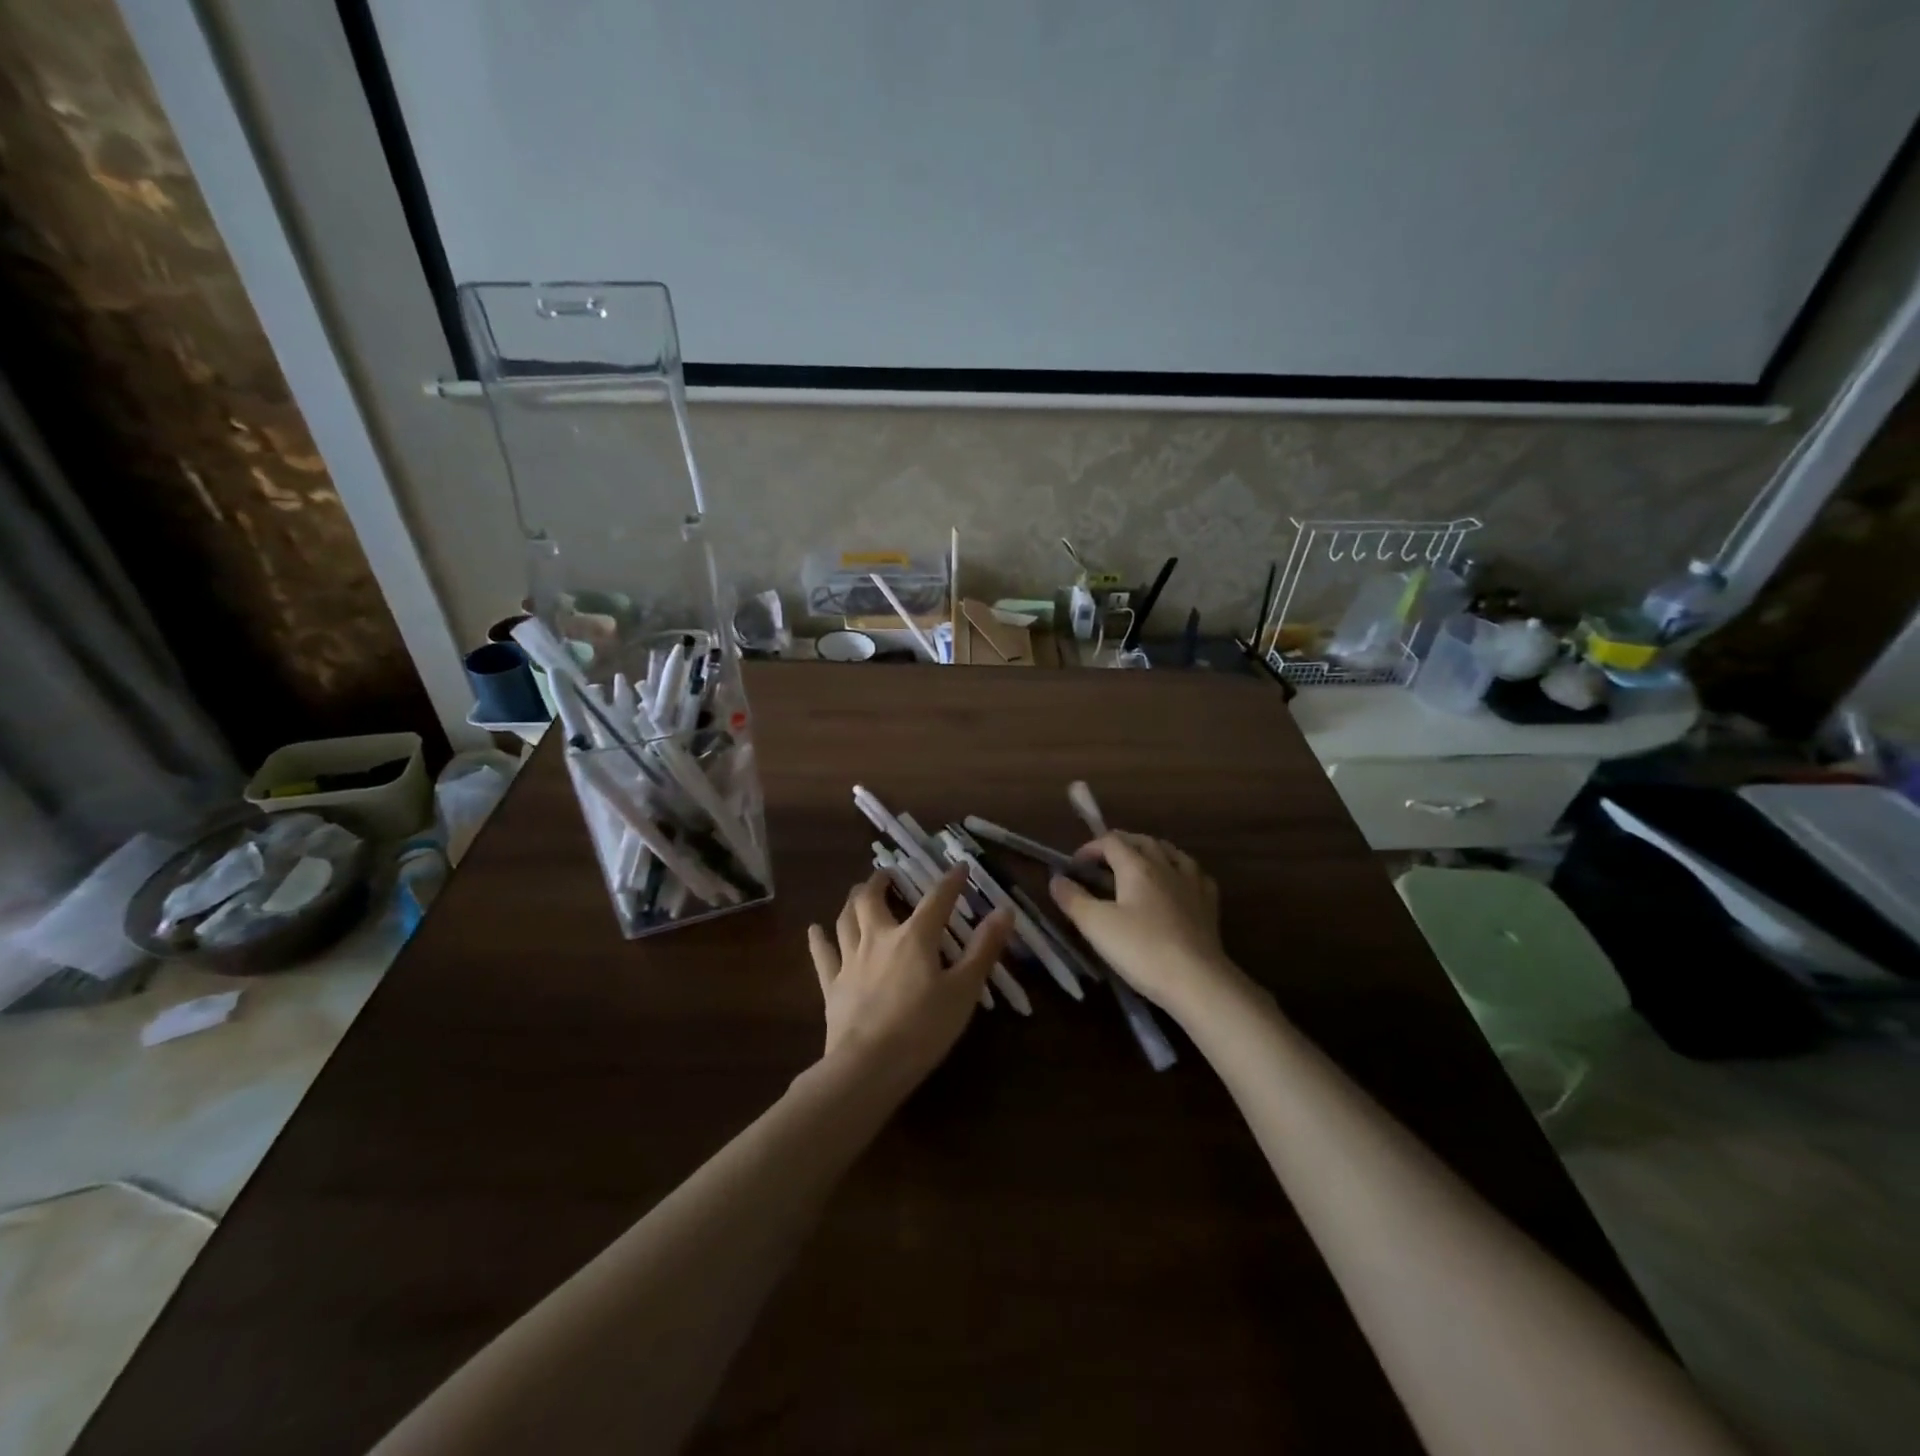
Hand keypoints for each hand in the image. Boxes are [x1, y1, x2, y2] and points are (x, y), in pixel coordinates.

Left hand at [808, 867, 1012, 1089]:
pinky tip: (814, 929)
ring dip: (852, 900)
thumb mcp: (964, 990)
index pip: (936, 900)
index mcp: (914, 938)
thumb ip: (983, 949)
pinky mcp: (833, 985)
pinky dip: (819, 940)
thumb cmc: (923, 1028)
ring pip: (846, 919)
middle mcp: (878, 938)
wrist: (869, 1066)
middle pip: (872, 899)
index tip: (960, 866)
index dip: (951, 881)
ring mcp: (851, 961)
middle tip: (887, 874)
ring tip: (857, 891)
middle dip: (881, 881)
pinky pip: (823, 956)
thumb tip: (1004, 910)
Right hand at [1048, 832, 1242, 1017]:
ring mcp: (1192, 884)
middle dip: (1120, 844)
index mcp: (1137, 866)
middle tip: (1103, 860)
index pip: (1111, 841)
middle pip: (1142, 841)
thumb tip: (1056, 879)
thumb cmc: (1142, 949)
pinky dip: (1181, 870)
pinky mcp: (1209, 905)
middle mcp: (1166, 866)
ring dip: (1151, 851)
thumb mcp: (1096, 925)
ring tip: (1140, 862)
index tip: (1075, 866)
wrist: (1197, 980)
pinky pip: (1195, 874)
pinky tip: (1179, 882)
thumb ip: (1073, 899)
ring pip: (1172, 852)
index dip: (1090, 848)